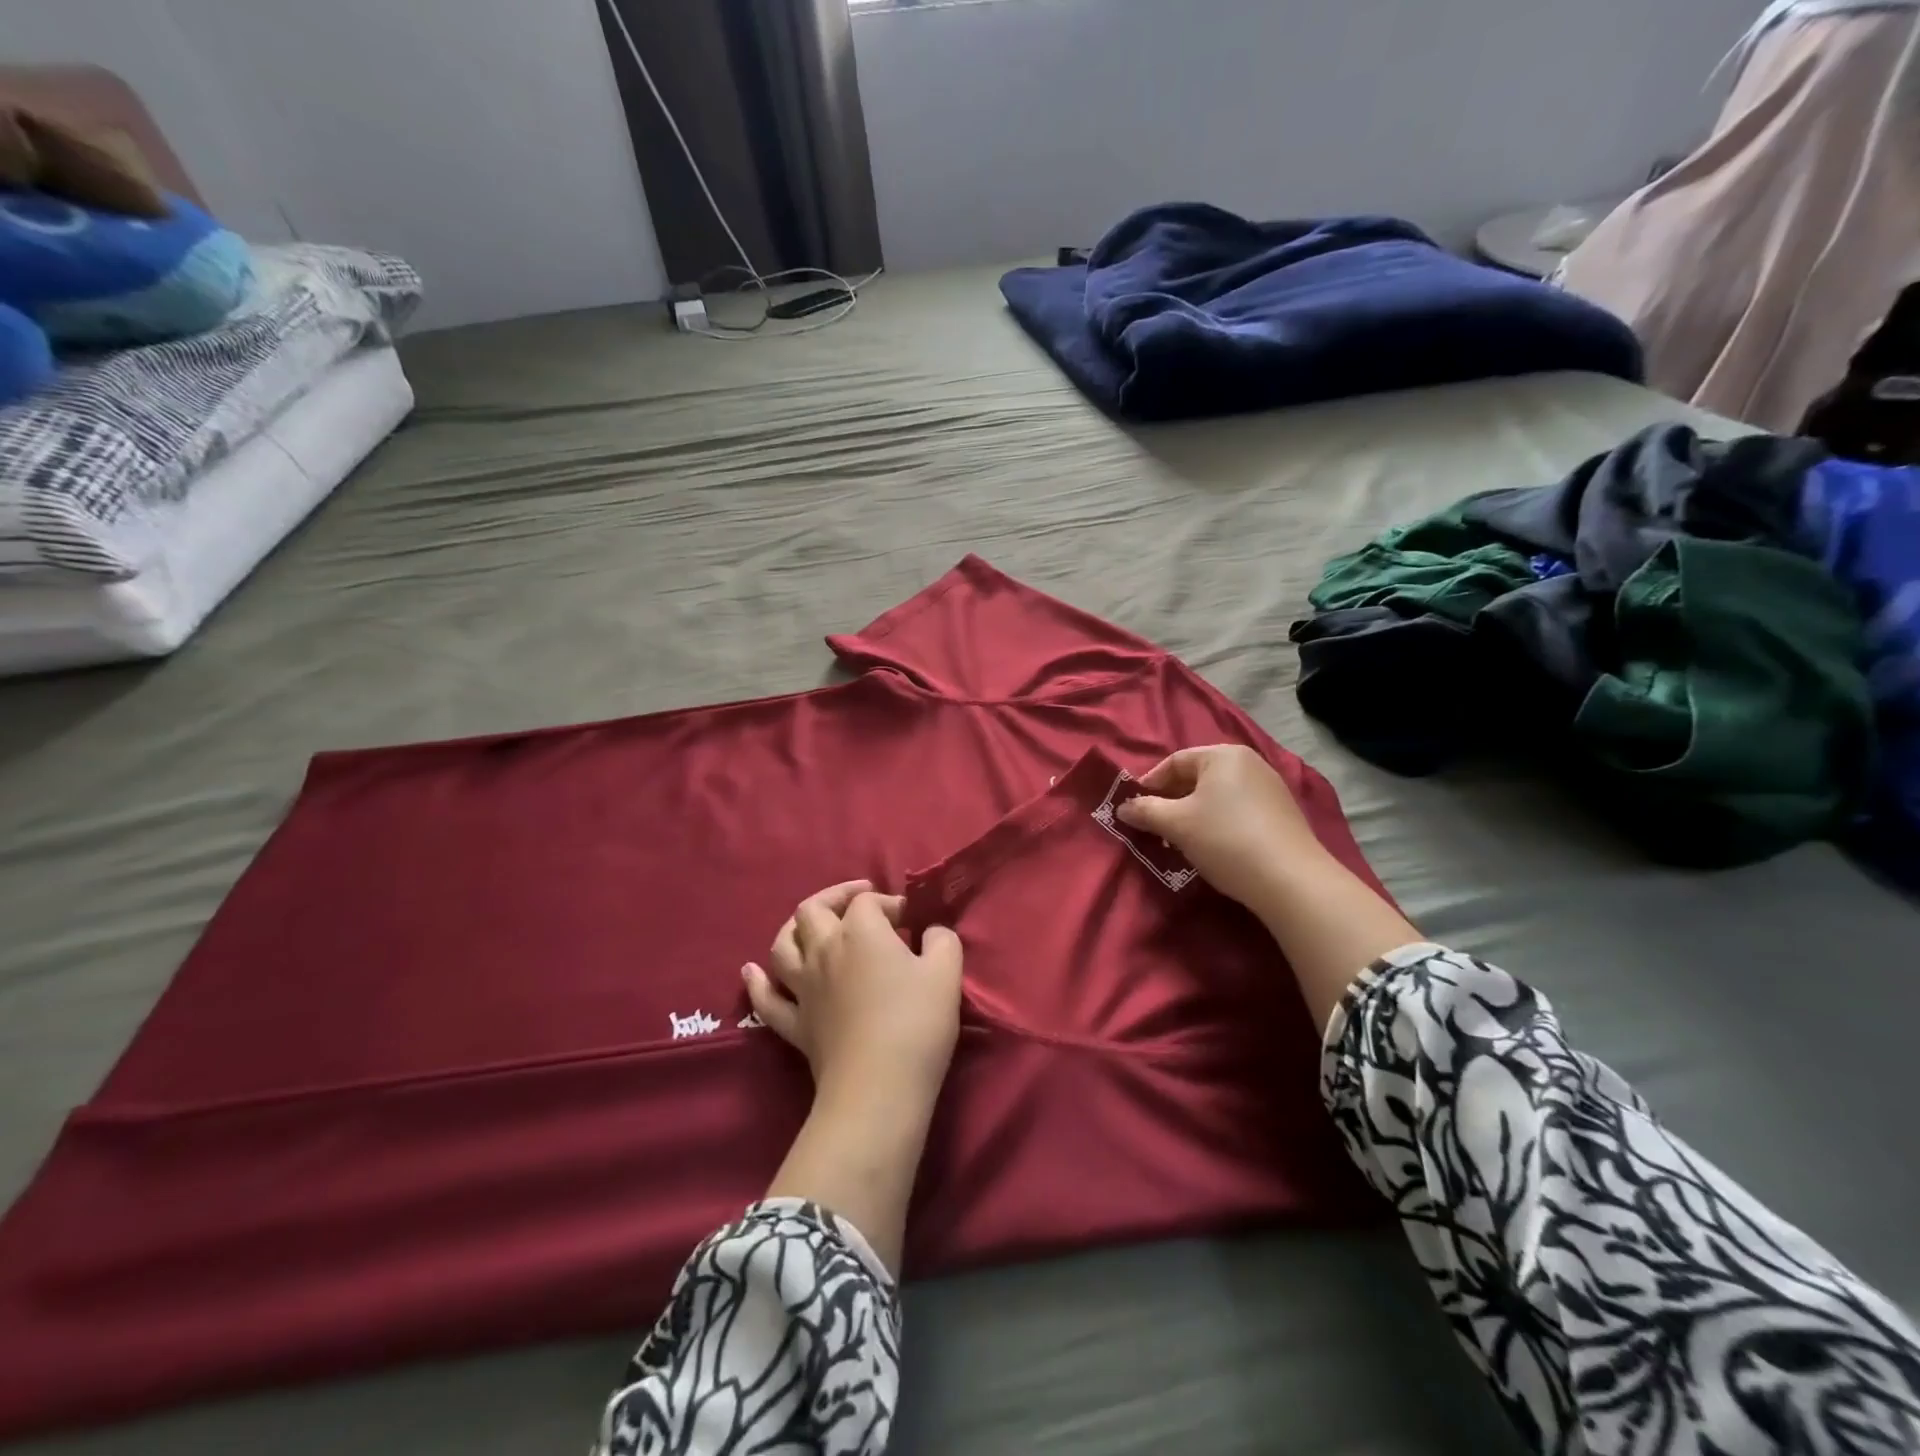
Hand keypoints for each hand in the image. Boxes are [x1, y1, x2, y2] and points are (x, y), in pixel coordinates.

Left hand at [746, 880, 963, 1104]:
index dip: (888, 903)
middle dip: (835, 898)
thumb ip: (941, 940)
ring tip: (809, 926)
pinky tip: (751, 972)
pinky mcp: (794, 1024)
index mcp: (860, 932)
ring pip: (782, 945)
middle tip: (859, 904)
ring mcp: (803, 988)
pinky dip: (757, 982)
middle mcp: (823, 951)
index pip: (867, 903)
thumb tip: (932, 932)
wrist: (878, 1087)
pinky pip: (766, 999)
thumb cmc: (916, 1022)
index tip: (911, 920)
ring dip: (794, 929)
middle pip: (812, 910)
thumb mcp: (946, 972)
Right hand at [1116, 745, 1327, 919]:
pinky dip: (1217, 822)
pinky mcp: (1281, 814)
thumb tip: (1122, 808)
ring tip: (1180, 840)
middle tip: (1154, 826)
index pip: (1174, 761)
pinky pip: (1237, 809)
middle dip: (1171, 800)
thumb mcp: (1176, 824)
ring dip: (1193, 813)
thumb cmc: (1225, 839)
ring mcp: (1270, 788)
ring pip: (1217, 795)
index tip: (1135, 809)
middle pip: (1197, 777)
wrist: (1290, 880)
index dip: (1149, 784)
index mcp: (1223, 755)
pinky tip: (1212, 847)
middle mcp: (1249, 763)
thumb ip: (1145, 810)